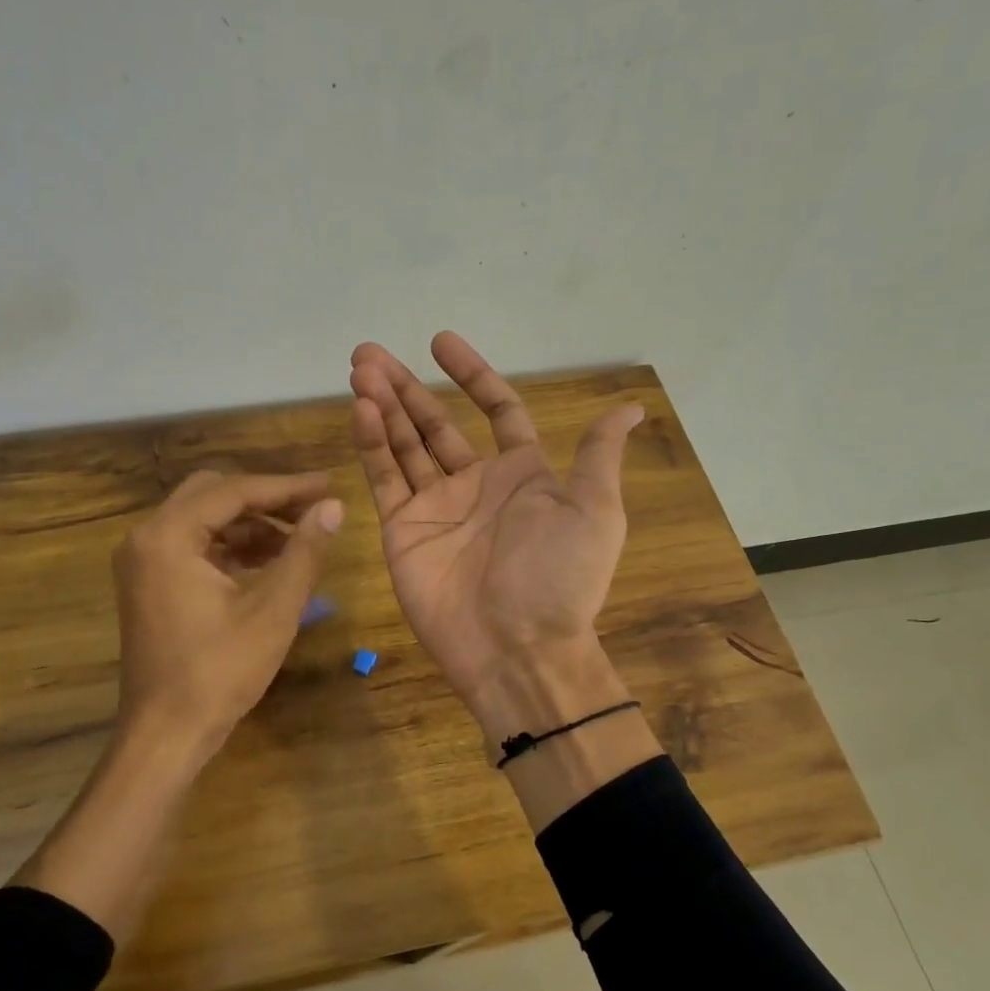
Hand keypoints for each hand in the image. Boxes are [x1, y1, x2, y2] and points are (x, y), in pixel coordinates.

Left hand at [114, 470, 343, 753]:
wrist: (166, 734)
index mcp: (168, 536)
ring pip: (204, 520)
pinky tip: (269, 564)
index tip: (329, 485)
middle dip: (266, 500)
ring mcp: (143, 562)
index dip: (286, 487)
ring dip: (250, 524)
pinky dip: (232, 547)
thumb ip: (304, 551)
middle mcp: (146, 538)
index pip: (234, 490)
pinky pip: (194, 546)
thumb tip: (334, 507)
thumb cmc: (219, 672)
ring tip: (299, 541)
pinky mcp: (149, 584)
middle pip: (213, 494)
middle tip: (312, 510)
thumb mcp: (273, 609)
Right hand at [348, 333, 643, 736]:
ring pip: (404, 445)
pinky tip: (361, 409)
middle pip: (436, 423)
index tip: (440, 342)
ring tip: (359, 368)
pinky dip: (371, 443)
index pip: (495, 410)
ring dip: (382, 406)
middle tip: (370, 352)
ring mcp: (435, 506)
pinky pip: (385, 478)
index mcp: (522, 475)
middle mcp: (475, 485)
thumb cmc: (559, 578)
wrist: (518, 648)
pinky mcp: (402, 530)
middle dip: (407, 387)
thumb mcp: (595, 512)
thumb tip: (631, 408)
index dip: (471, 375)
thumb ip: (598, 456)